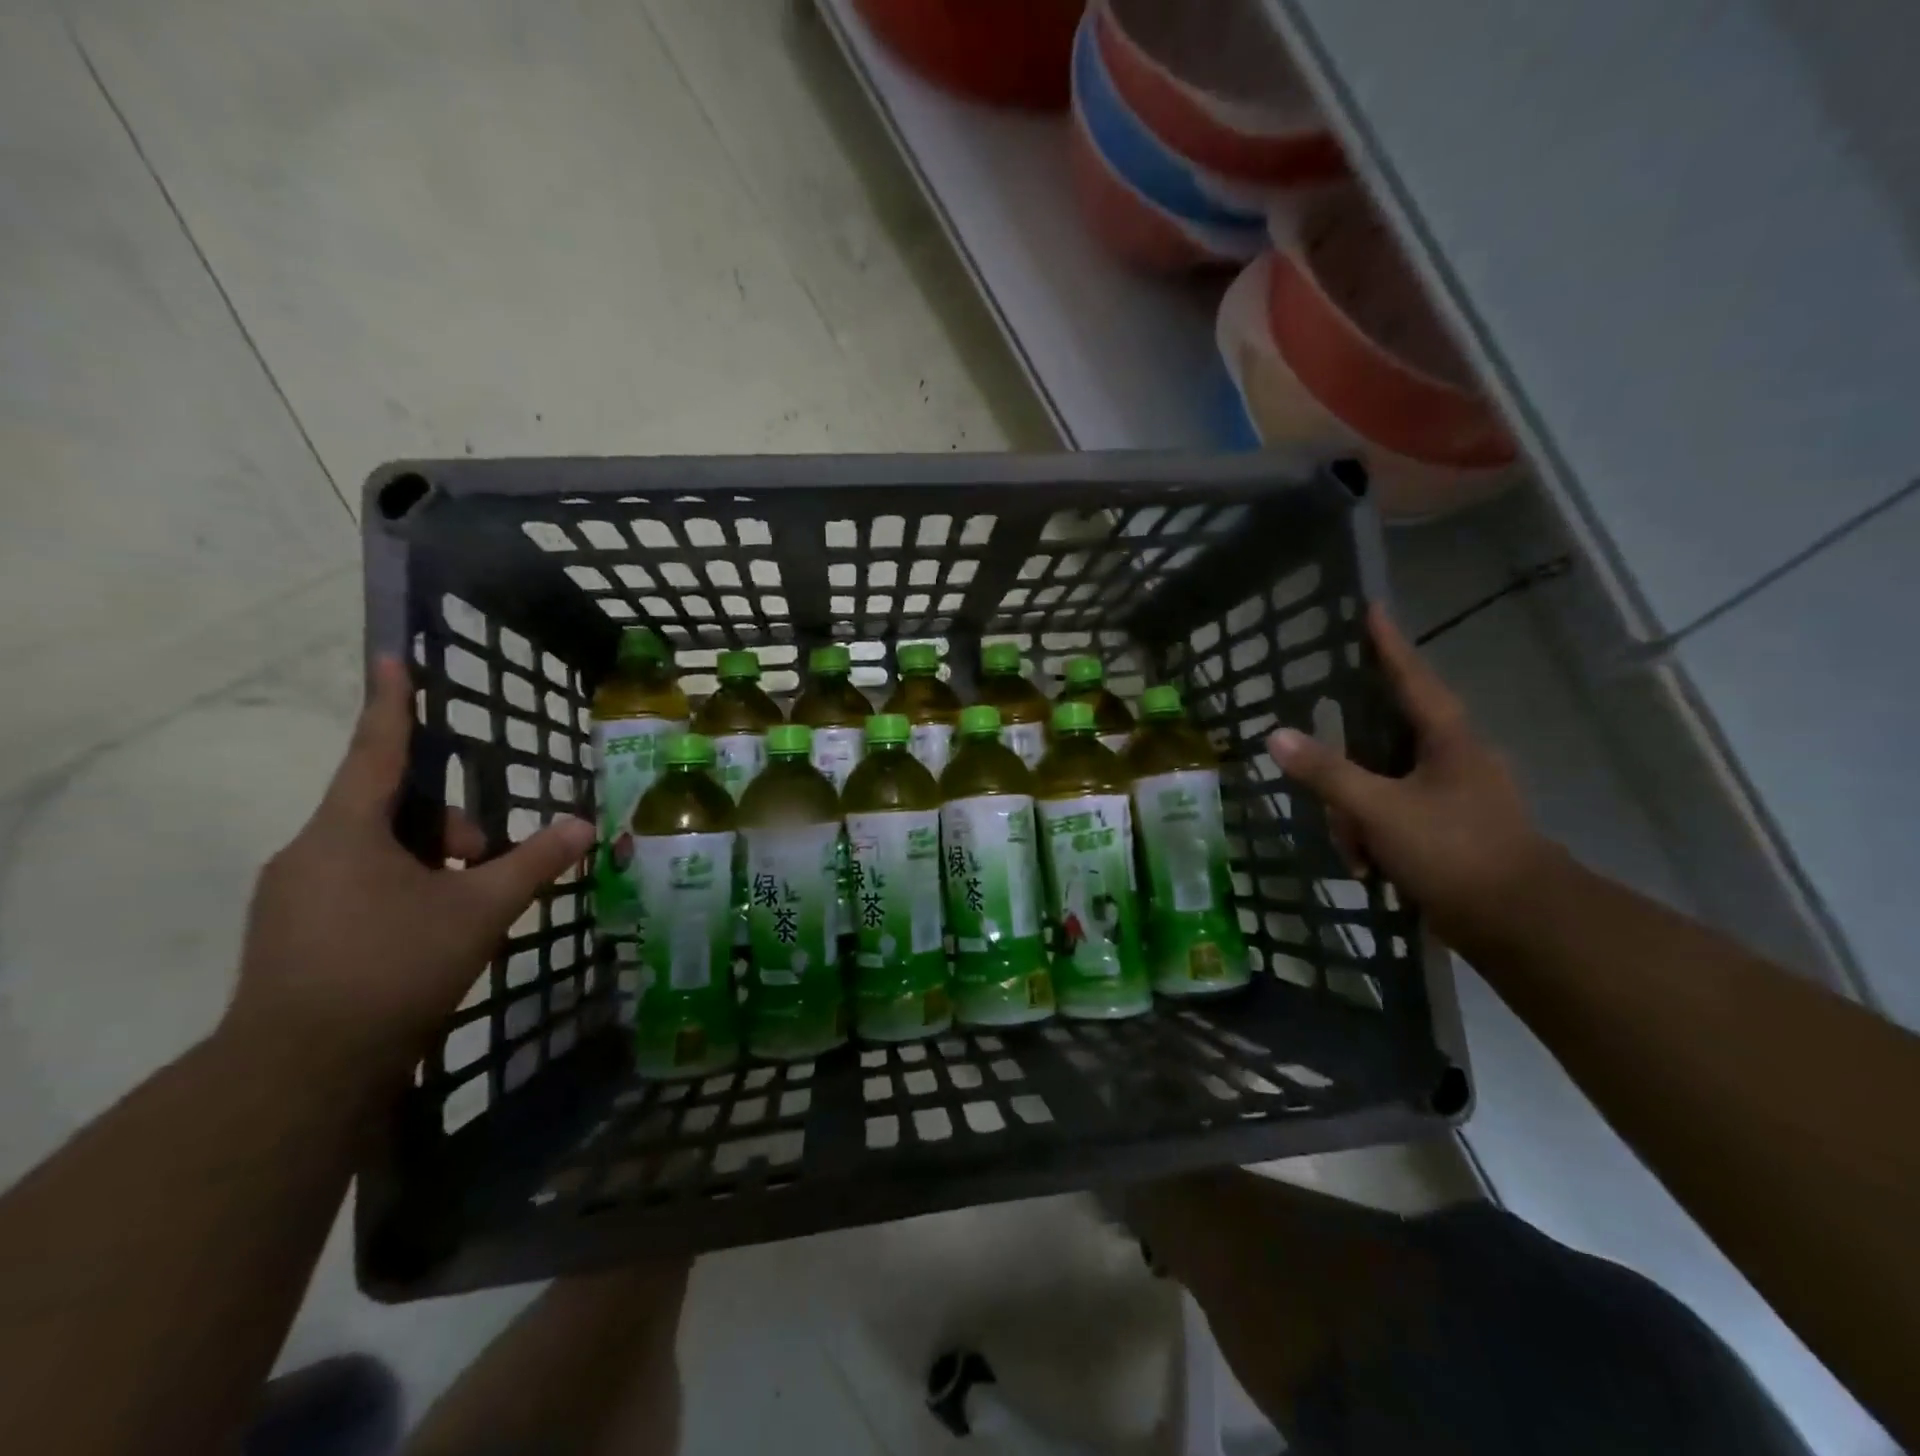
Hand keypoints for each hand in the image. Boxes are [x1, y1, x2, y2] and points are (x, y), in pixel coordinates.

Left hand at [224, 658, 594, 1080]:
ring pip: (379, 852)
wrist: (300, 1072)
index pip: (376, 750)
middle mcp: (310, 852)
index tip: (390, 656)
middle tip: (488, 864)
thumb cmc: (394, 968)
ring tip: (465, 911)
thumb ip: (535, 862)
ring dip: (432, 864)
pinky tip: (430, 934)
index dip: (391, 702)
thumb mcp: (480, 909)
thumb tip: (586, 826)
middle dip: (450, 828)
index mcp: (345, 832)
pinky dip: (405, 891)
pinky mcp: (294, 932)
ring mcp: (295, 895)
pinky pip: (359, 885)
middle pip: (392, 811)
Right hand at [1267, 606, 1554, 949]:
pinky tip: (1368, 866)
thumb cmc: (1454, 850)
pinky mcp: (1451, 828)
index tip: (1371, 608)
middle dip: (1349, 778)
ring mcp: (1455, 795)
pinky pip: (1395, 815)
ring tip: (1356, 854)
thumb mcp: (1379, 810)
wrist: (1521, 923)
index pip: (1411, 677)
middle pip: (1383, 742)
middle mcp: (1454, 758)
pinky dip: (1376, 836)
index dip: (1387, 644)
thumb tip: (1276, 735)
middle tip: (1334, 806)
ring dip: (1359, 817)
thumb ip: (1326, 773)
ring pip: (1384, 785)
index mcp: (1448, 740)